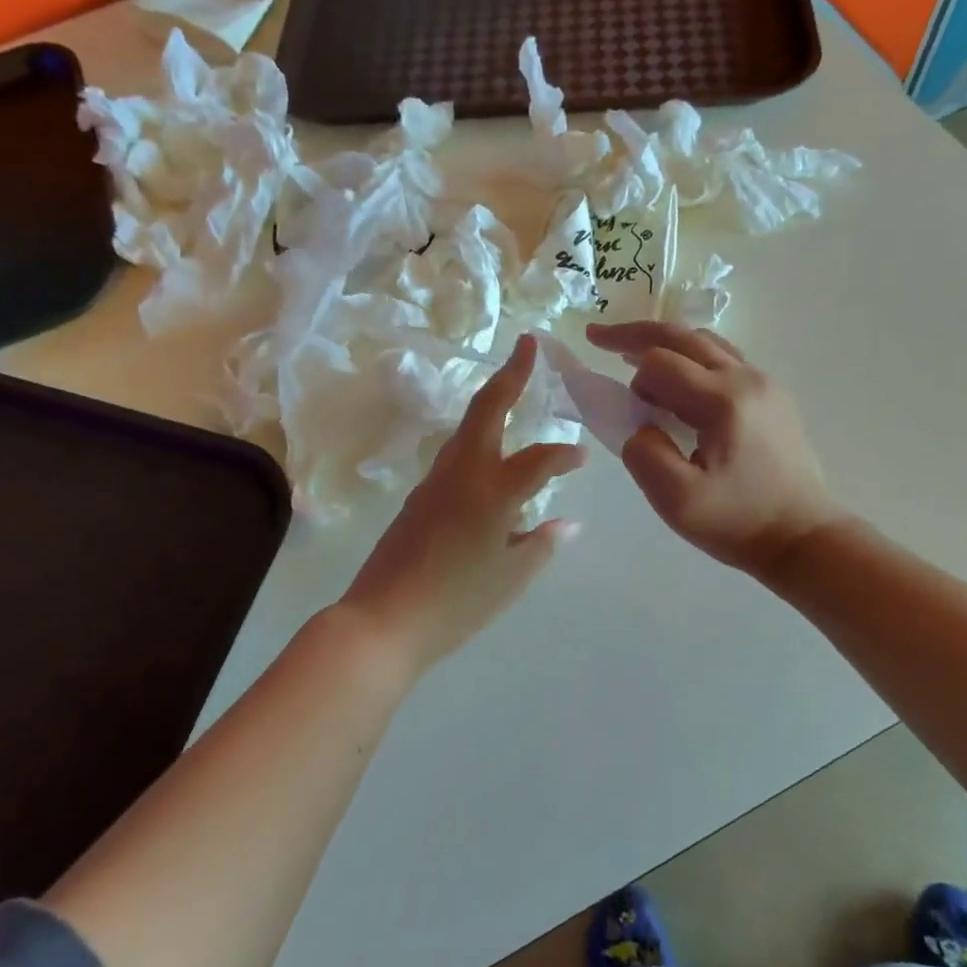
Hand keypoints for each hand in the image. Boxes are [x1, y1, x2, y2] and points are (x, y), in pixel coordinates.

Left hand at [340, 335, 584, 675]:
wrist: (383, 620)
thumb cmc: (457, 603)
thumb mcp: (511, 578)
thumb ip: (542, 544)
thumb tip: (566, 522)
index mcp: (493, 491)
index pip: (540, 459)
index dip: (566, 455)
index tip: (583, 457)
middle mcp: (462, 473)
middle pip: (487, 408)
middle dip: (511, 374)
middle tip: (528, 346)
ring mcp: (434, 481)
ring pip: (467, 428)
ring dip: (491, 404)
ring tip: (513, 392)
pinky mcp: (419, 497)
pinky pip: (455, 456)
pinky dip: (478, 442)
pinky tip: (490, 461)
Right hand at [585, 321, 839, 578]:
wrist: (803, 537)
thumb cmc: (738, 522)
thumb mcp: (676, 500)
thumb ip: (643, 454)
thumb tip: (641, 426)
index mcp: (722, 400)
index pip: (659, 363)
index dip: (632, 380)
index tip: (624, 410)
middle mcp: (746, 378)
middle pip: (682, 337)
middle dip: (635, 335)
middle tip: (598, 336)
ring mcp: (764, 383)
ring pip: (705, 342)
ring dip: (665, 343)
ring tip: (633, 354)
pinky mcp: (772, 396)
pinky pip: (724, 358)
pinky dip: (691, 357)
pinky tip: (678, 379)